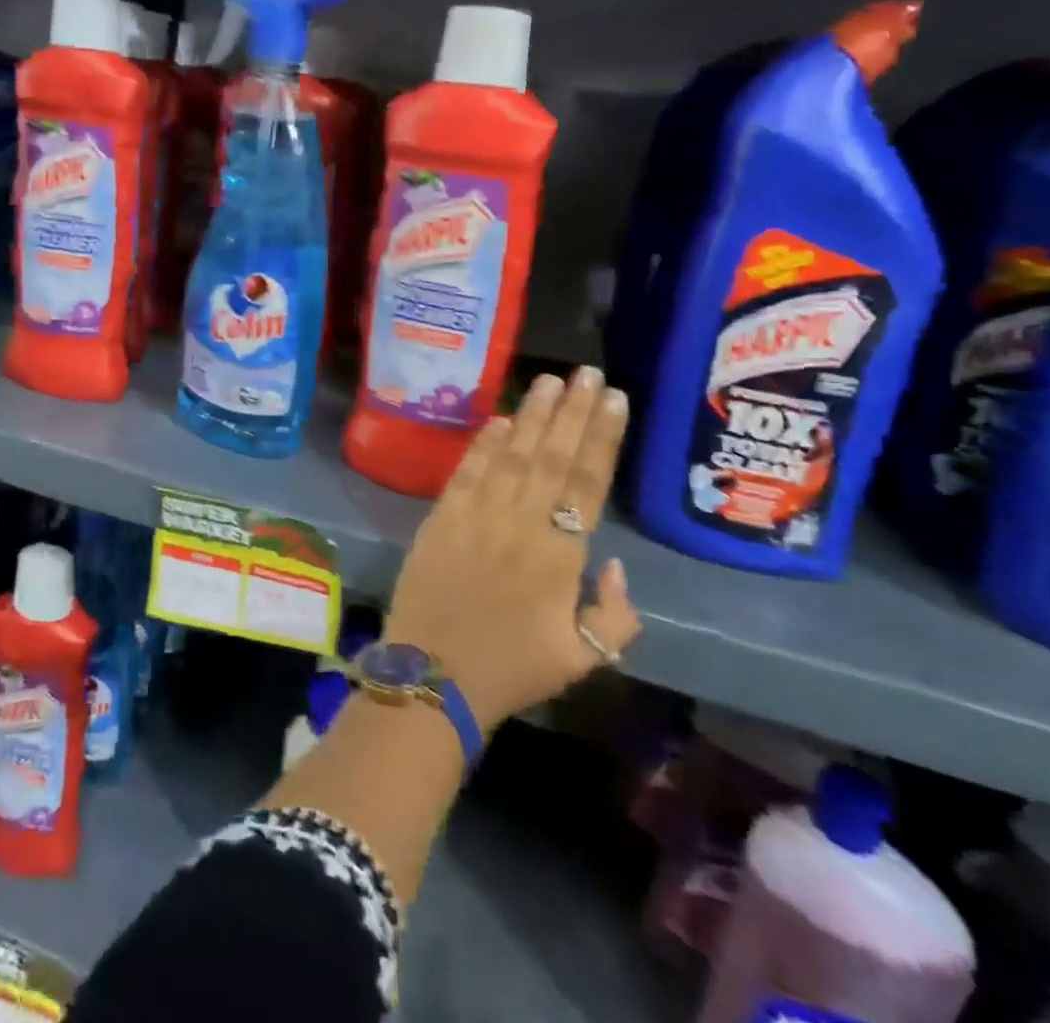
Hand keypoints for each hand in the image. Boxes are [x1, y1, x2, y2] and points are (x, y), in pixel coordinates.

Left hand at [382, 366, 640, 732]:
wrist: (432, 675)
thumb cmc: (511, 670)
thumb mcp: (585, 660)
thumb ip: (616, 615)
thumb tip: (617, 566)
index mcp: (560, 557)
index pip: (587, 483)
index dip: (602, 438)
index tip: (616, 400)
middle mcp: (520, 524)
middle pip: (551, 457)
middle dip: (573, 412)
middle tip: (588, 372)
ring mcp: (476, 516)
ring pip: (511, 456)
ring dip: (533, 416)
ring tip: (551, 381)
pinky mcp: (441, 517)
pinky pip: (467, 472)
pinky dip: (484, 444)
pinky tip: (500, 419)